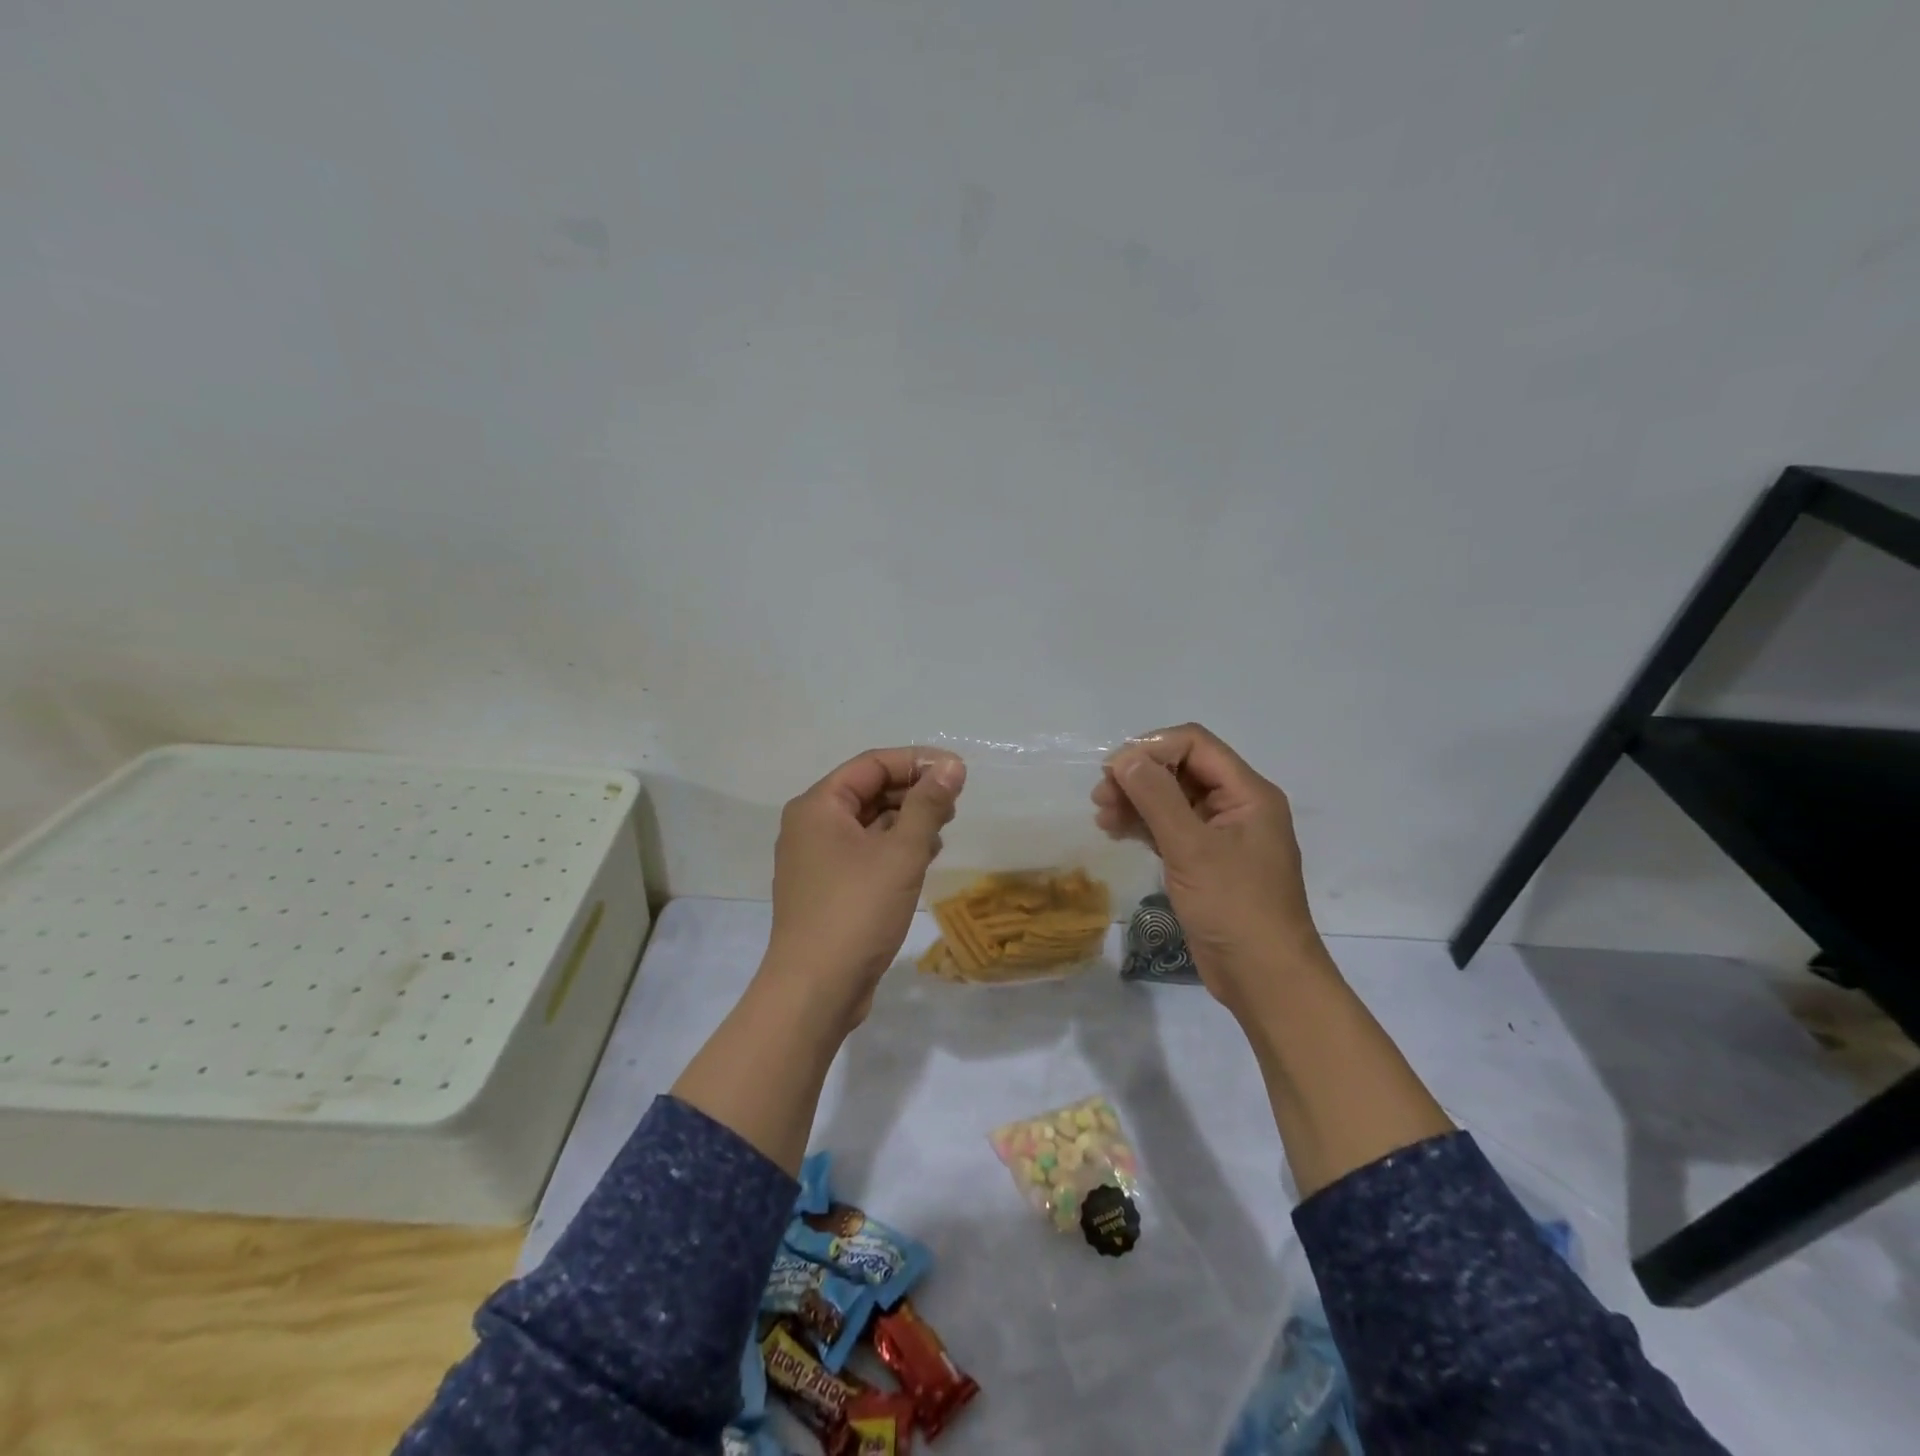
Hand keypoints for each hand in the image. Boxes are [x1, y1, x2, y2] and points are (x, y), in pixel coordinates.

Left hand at [764, 746, 965, 1023]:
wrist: (815, 989)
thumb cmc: (857, 910)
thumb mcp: (901, 852)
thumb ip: (928, 805)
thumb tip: (952, 766)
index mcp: (818, 806)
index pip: (872, 764)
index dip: (917, 761)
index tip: (958, 772)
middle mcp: (811, 825)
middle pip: (868, 791)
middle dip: (913, 792)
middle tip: (954, 804)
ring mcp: (816, 859)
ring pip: (868, 823)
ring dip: (907, 821)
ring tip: (943, 831)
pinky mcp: (827, 888)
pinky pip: (864, 852)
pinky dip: (893, 848)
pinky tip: (923, 859)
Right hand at [1093, 723, 1326, 1014]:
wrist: (1264, 978)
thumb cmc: (1235, 907)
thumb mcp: (1192, 848)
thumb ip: (1157, 797)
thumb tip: (1125, 757)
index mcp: (1248, 793)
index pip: (1195, 744)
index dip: (1152, 748)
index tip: (1114, 770)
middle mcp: (1236, 806)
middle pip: (1181, 769)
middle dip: (1139, 776)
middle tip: (1101, 796)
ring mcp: (1220, 835)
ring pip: (1172, 799)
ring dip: (1136, 801)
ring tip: (1102, 816)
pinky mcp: (1205, 861)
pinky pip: (1170, 828)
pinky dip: (1143, 825)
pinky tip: (1116, 831)